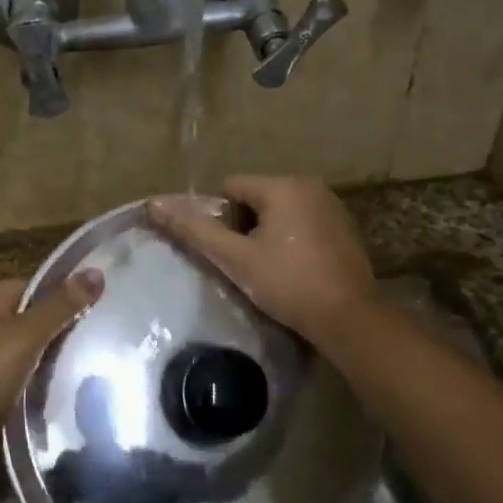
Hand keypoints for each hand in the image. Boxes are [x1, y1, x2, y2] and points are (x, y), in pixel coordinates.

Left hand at [0, 271, 102, 487]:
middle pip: (41, 316)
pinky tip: (79, 384)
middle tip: (112, 336)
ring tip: (104, 359)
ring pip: (39, 347)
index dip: (72, 295)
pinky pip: (32, 373)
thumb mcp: (23, 338)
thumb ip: (60, 306)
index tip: (109, 307)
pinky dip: (50, 377)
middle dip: (70, 328)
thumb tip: (97, 272)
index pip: (42, 286)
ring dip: (63, 356)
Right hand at [149, 176, 374, 342]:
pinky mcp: (345, 228)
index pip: (232, 187)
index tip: (230, 252)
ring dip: (269, 234)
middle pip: (257, 198)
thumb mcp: (235, 259)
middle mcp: (311, 185)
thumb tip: (154, 204)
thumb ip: (194, 230)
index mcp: (284, 185)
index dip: (222, 219)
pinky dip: (293, 240)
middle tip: (247, 264)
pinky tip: (295, 271)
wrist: (348, 317)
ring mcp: (333, 206)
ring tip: (270, 270)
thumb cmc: (287, 284)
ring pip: (281, 212)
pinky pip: (304, 223)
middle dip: (246, 227)